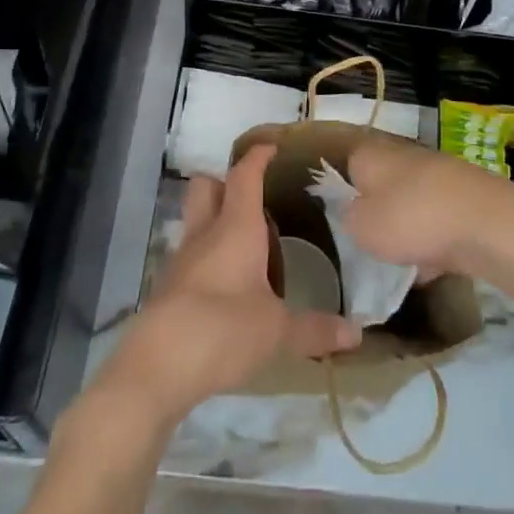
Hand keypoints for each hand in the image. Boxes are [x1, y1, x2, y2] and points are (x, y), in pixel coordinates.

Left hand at [96, 144, 359, 429]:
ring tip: (247, 242)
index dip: (257, 157)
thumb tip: (357, 334)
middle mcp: (205, 233)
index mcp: (235, 227)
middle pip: (206, 186)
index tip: (272, 147)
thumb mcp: (277, 331)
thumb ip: (316, 329)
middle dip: (225, 181)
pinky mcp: (169, 286)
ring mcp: (182, 259)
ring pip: (196, 219)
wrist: (157, 366)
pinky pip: (190, 254)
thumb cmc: (223, 330)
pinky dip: (207, 255)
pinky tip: (227, 282)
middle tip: (254, 197)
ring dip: (215, 219)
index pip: (244, 176)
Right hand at [345, 132, 513, 279]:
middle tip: (374, 244)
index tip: (347, 221)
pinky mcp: (468, 194)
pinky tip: (438, 267)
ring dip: (409, 228)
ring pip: (414, 202)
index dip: (346, 192)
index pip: (349, 164)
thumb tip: (355, 212)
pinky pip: (441, 218)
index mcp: (373, 154)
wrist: (489, 224)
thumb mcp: (362, 228)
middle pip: (384, 184)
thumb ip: (349, 218)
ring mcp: (440, 173)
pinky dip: (437, 239)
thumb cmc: (413, 220)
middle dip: (381, 213)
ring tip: (406, 262)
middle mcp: (405, 154)